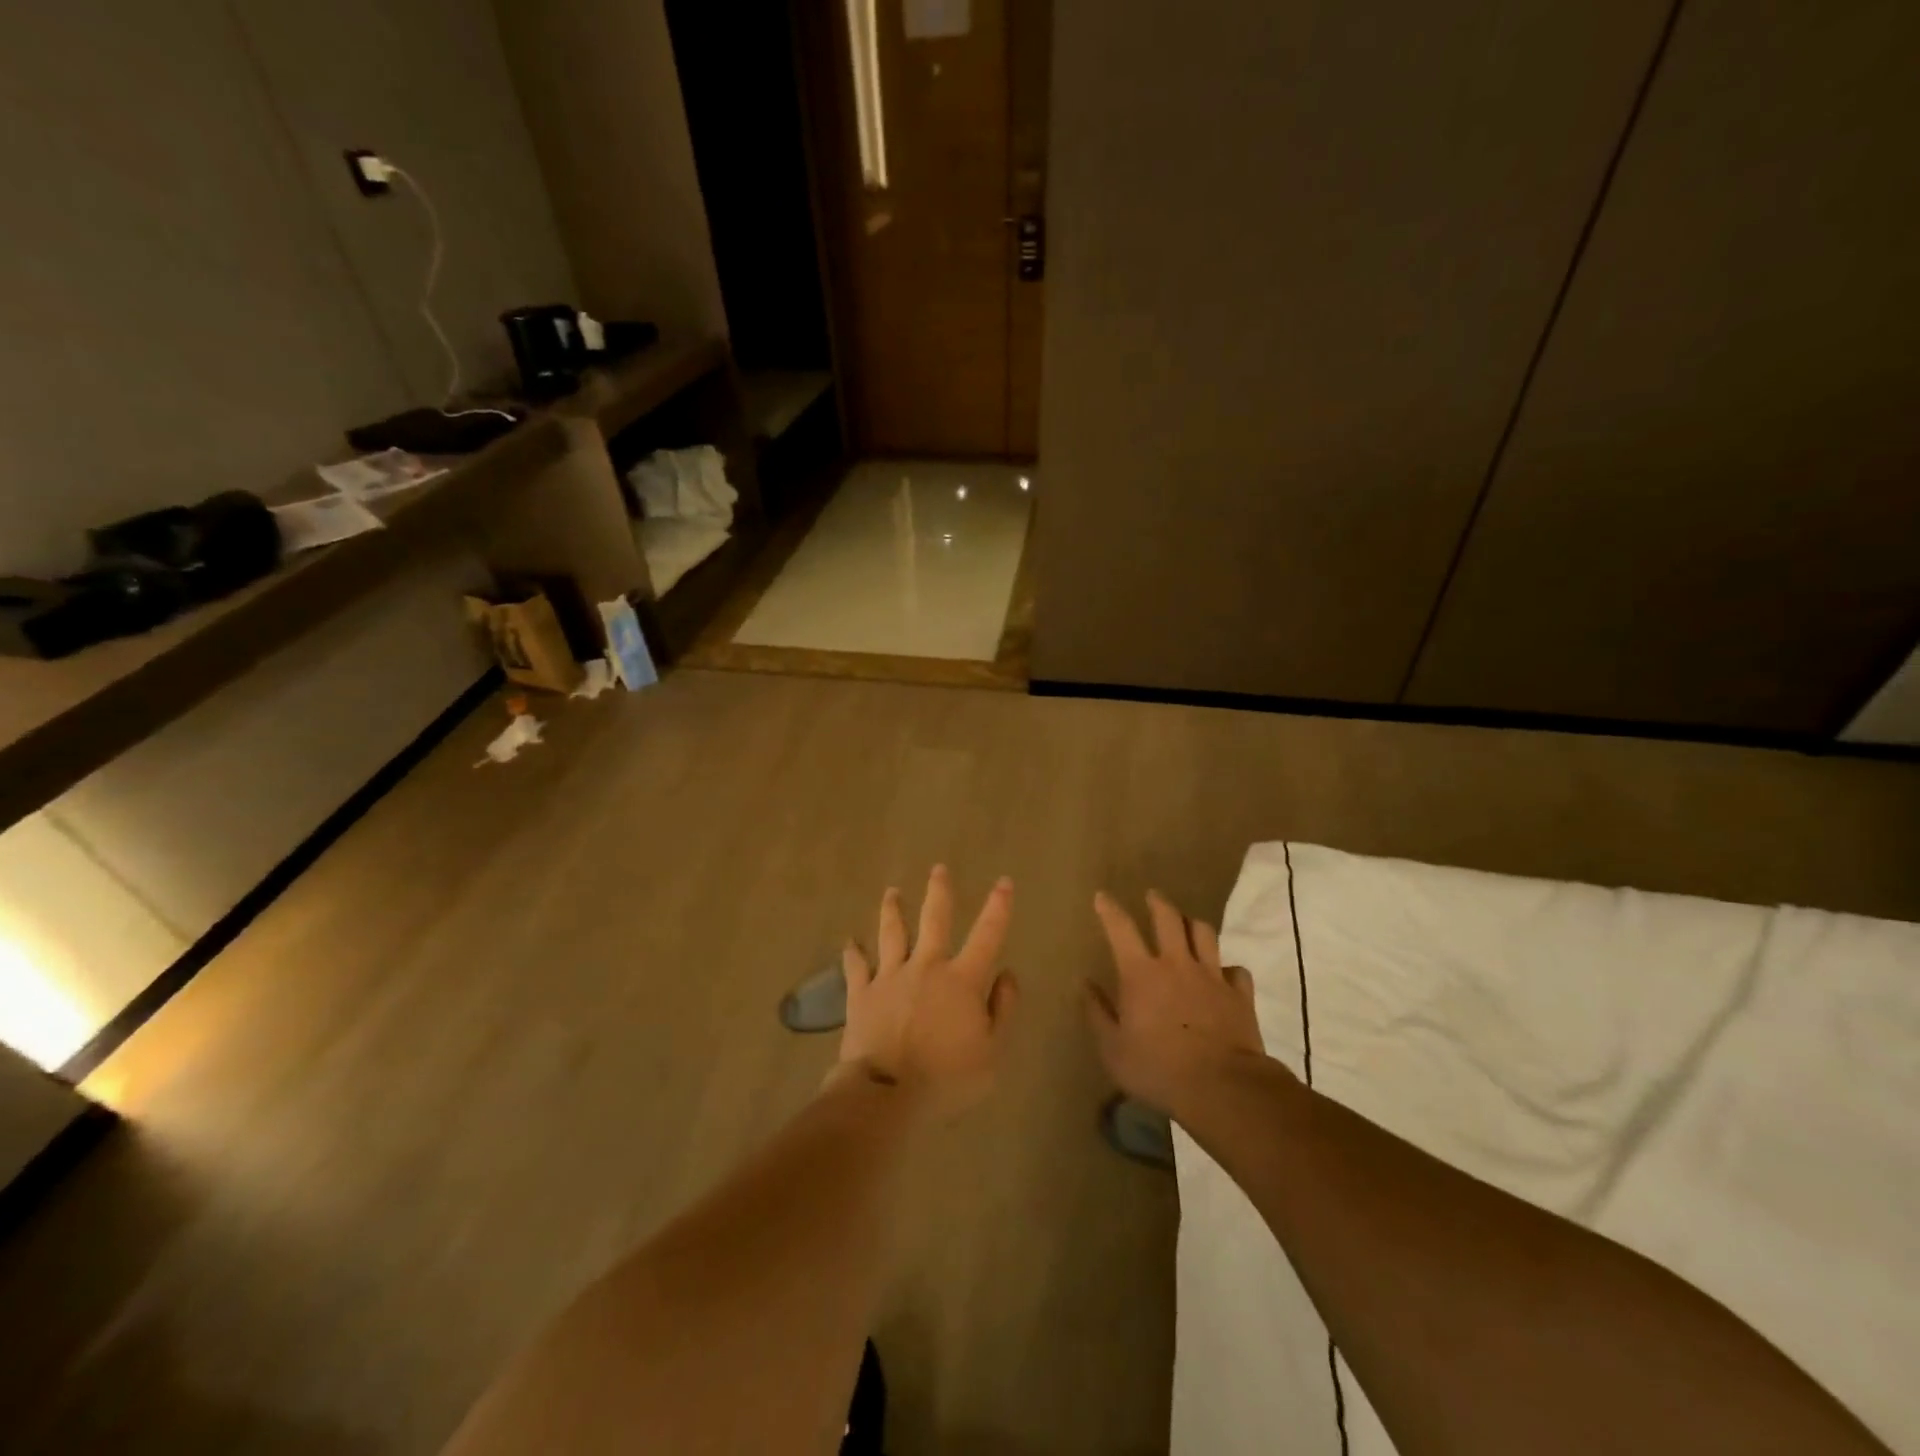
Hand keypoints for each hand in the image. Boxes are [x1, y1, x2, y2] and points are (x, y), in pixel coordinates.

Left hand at [835, 866, 1018, 1115]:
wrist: (888, 1095)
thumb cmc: (947, 1079)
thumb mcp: (992, 1053)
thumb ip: (1003, 1010)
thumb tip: (1007, 974)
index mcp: (962, 980)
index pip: (987, 934)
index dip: (998, 907)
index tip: (1003, 882)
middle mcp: (927, 967)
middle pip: (933, 919)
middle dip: (939, 892)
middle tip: (938, 869)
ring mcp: (890, 977)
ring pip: (892, 933)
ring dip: (892, 911)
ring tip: (891, 892)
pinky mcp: (862, 994)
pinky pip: (856, 966)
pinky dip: (853, 952)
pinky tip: (849, 941)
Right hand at [1084, 889, 1266, 1119]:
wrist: (1222, 1087)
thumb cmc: (1158, 1069)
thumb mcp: (1113, 1049)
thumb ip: (1097, 1012)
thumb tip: (1084, 983)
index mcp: (1141, 973)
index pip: (1120, 929)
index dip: (1109, 909)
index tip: (1102, 896)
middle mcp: (1176, 964)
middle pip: (1168, 918)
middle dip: (1158, 903)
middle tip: (1152, 896)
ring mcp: (1211, 976)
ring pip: (1204, 933)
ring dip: (1193, 925)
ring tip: (1188, 924)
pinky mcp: (1239, 994)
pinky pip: (1235, 970)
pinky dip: (1228, 968)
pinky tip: (1224, 974)